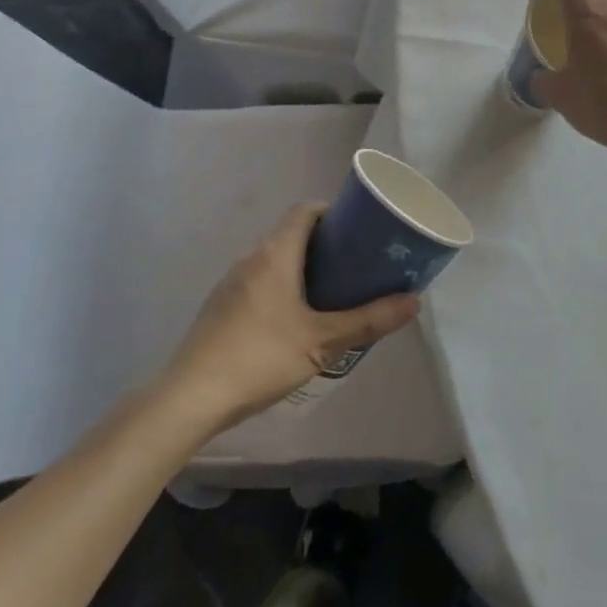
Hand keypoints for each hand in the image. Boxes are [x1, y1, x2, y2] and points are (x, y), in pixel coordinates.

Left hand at [162, 203, 420, 432]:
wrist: (192, 396)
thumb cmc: (261, 356)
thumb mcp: (322, 342)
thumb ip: (368, 321)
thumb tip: (414, 301)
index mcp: (275, 253)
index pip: (305, 211)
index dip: (332, 213)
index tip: (358, 230)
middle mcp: (251, 257)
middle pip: (291, 234)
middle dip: (324, 245)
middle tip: (355, 266)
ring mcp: (232, 282)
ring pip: (274, 260)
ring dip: (302, 268)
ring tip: (332, 294)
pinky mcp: (222, 306)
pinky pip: (259, 282)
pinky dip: (282, 287)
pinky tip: (295, 321)